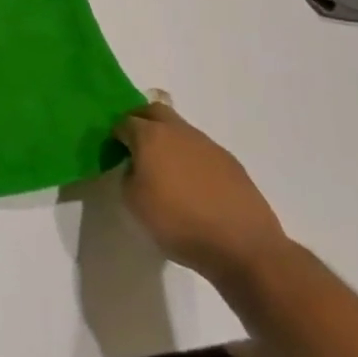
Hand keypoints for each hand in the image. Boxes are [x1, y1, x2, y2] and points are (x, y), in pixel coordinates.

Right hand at [115, 93, 291, 288]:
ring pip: (180, 130)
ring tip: (167, 171)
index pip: (124, 122)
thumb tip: (136, 167)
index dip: (116, 136)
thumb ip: (128, 176)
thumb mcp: (134, 203)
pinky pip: (201, 150)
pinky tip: (194, 186)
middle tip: (136, 147)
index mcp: (150, 136)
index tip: (115, 153)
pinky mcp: (230, 162)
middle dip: (141, 122)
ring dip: (169, 141)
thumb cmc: (178, 222)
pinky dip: (191, 159)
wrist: (242, 245)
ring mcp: (208, 144)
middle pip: (154, 111)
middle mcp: (179, 131)